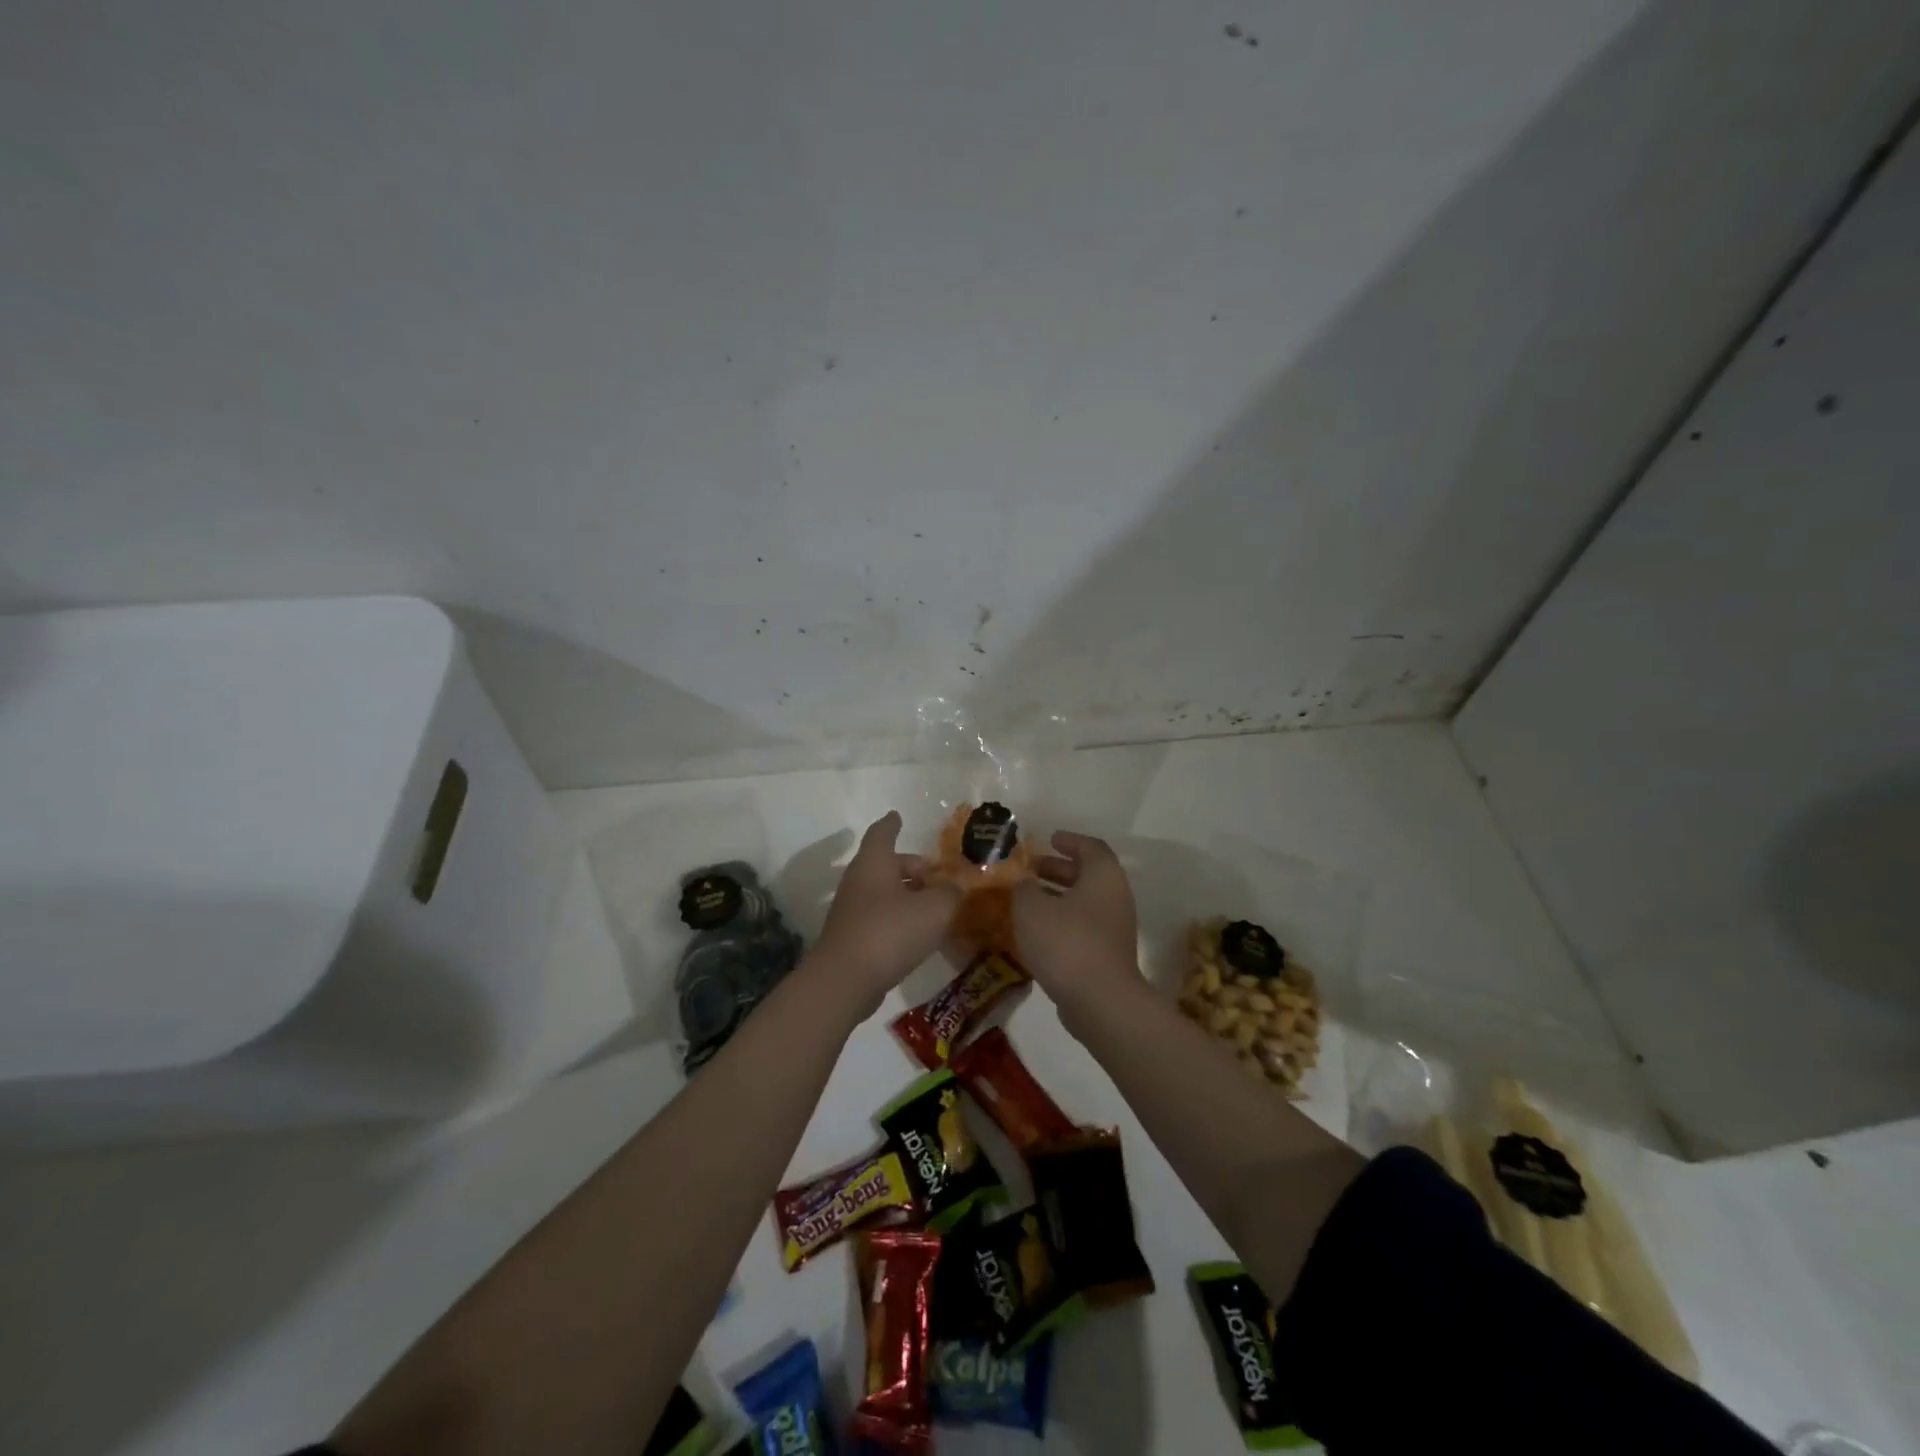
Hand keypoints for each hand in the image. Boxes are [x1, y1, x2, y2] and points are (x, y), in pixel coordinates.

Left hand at [813, 812, 962, 1014]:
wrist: (845, 981)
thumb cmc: (889, 932)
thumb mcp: (934, 909)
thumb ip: (951, 894)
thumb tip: (956, 888)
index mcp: (874, 863)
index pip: (882, 833)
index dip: (892, 824)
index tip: (897, 816)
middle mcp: (859, 881)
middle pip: (886, 865)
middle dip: (911, 867)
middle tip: (937, 876)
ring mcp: (852, 911)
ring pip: (884, 893)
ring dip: (908, 895)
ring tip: (936, 907)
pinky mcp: (853, 939)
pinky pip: (881, 918)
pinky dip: (900, 919)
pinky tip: (920, 935)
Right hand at [1011, 831, 1141, 1014]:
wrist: (1100, 1001)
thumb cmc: (1066, 942)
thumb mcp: (1031, 908)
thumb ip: (1023, 889)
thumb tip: (1024, 884)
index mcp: (1103, 876)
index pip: (1090, 847)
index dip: (1069, 841)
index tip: (1050, 839)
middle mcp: (1115, 897)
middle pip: (1088, 874)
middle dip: (1058, 869)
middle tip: (1031, 869)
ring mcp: (1115, 928)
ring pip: (1084, 902)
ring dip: (1057, 897)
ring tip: (1027, 899)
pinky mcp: (1108, 955)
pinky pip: (1083, 927)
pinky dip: (1062, 921)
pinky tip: (1036, 932)